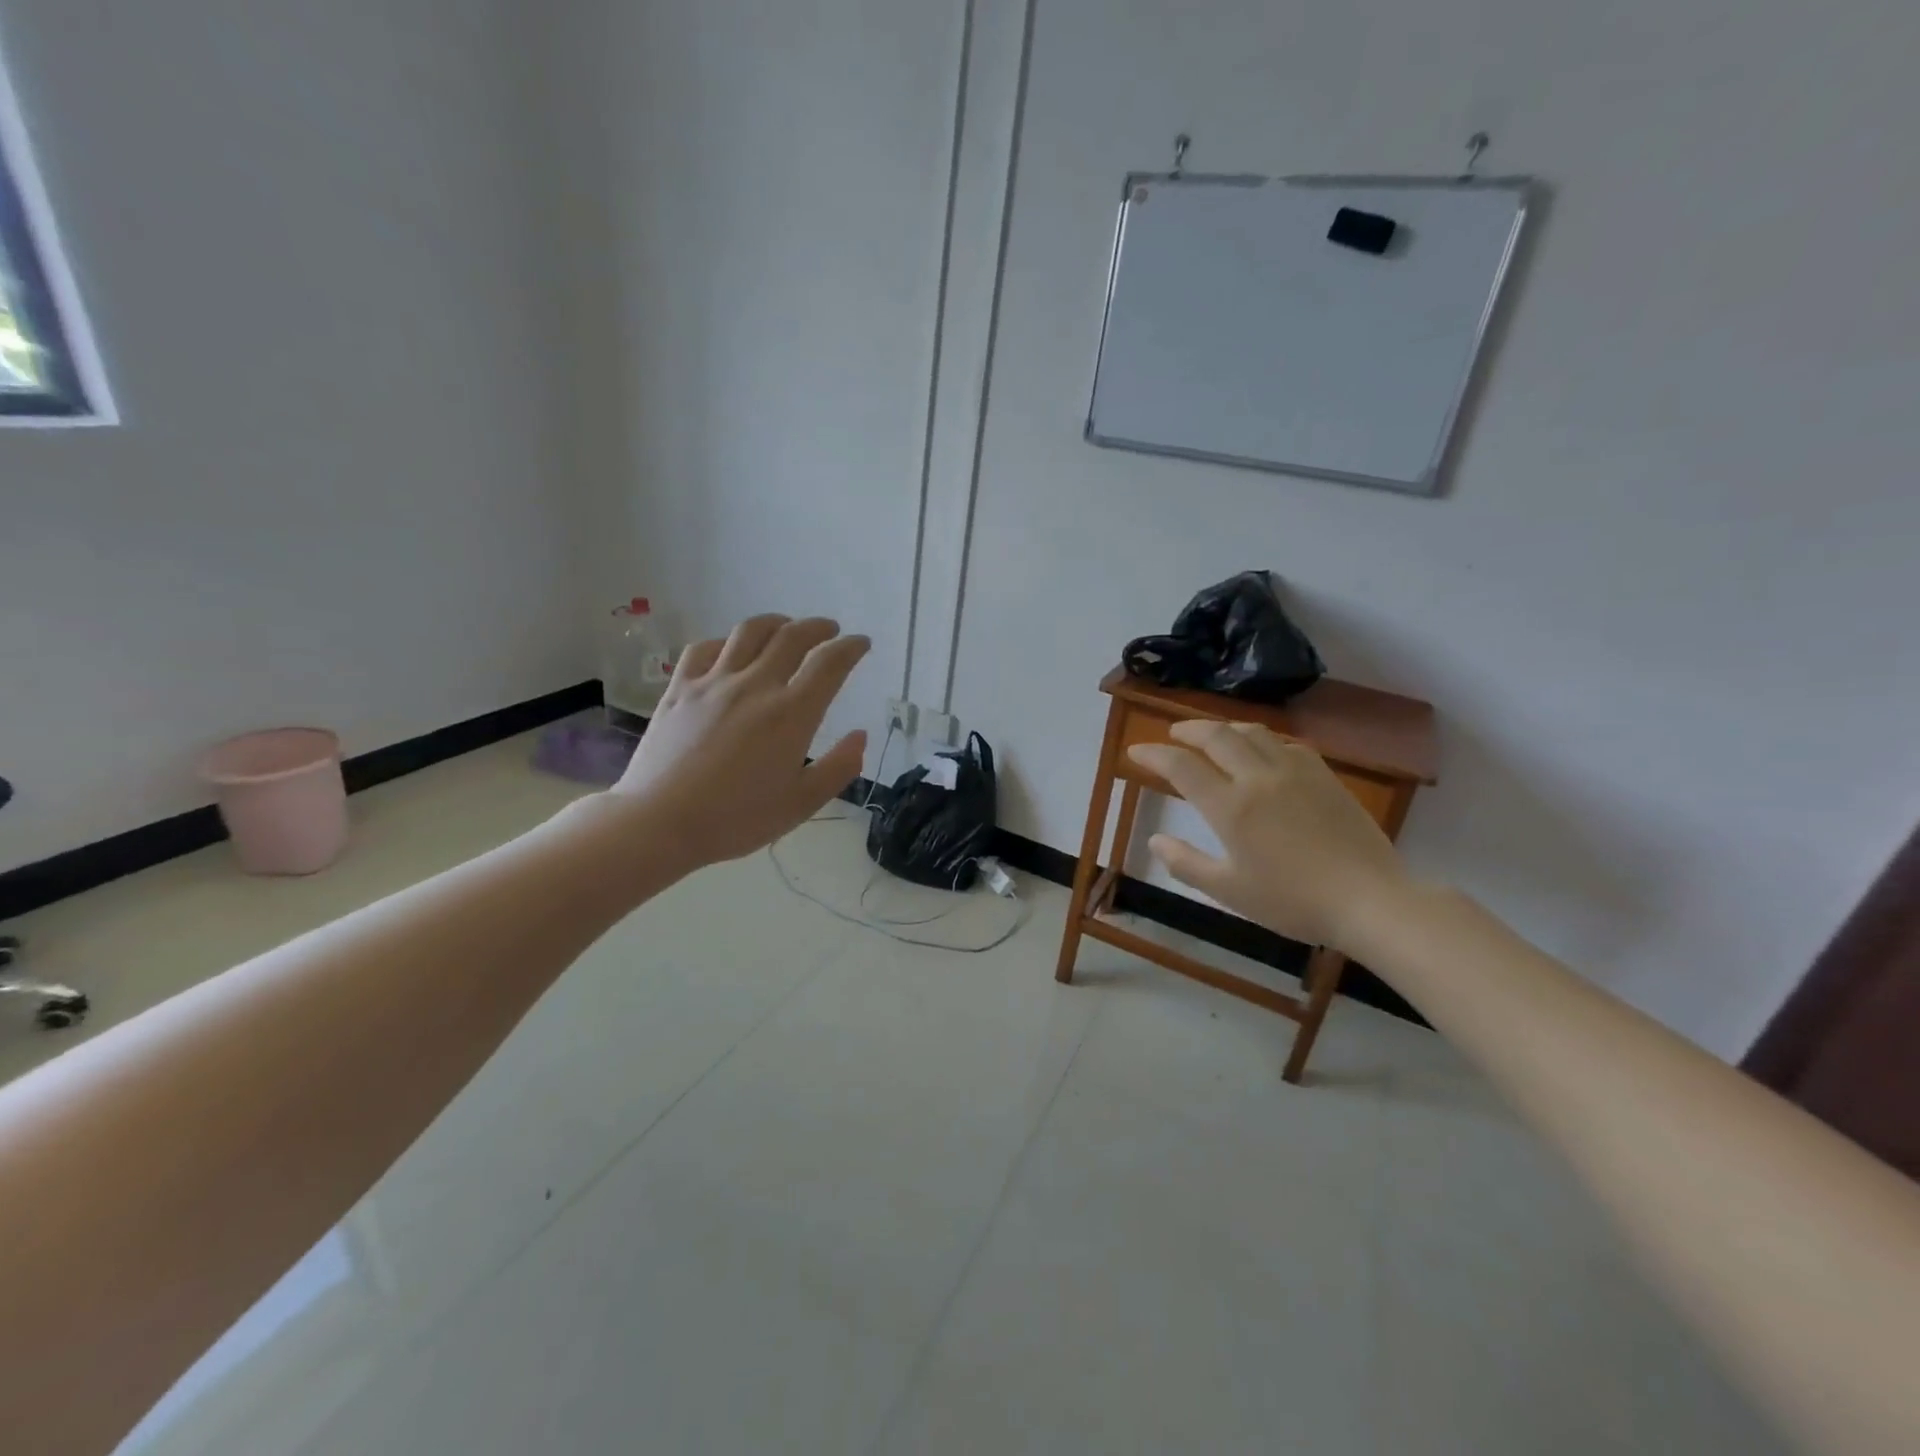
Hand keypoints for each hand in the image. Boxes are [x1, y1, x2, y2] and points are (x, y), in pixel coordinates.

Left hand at [610, 615, 869, 868]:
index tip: (861, 643)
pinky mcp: (680, 688)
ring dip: (775, 623)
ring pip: (749, 632)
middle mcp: (756, 686)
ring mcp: (713, 682)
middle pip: (792, 637)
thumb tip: (860, 736)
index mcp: (791, 714)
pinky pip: (704, 648)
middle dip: (818, 627)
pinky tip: (729, 650)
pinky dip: (726, 641)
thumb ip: (838, 768)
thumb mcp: (800, 804)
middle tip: (829, 630)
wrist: (659, 822)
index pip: (829, 664)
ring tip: (785, 627)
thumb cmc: (736, 819)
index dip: (851, 647)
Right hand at [1128, 721, 1412, 953]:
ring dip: (1224, 728)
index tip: (1136, 751)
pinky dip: (1262, 740)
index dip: (1154, 754)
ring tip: (1212, 735)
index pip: (1181, 767)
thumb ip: (1186, 864)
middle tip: (1172, 734)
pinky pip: (1286, 743)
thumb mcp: (1230, 891)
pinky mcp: (1324, 775)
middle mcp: (1258, 778)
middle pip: (1216, 736)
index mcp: (1230, 808)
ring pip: (1252, 732)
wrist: (1369, 900)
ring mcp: (1295, 772)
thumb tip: (1154, 841)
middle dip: (1187, 730)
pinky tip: (1263, 751)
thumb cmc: (1292, 901)